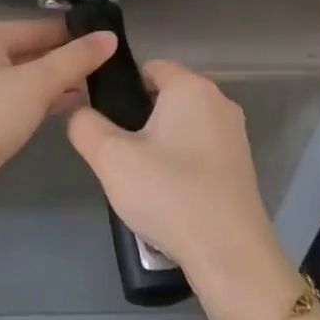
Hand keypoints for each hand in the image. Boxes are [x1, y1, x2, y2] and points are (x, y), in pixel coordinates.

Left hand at [0, 19, 118, 186]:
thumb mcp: (37, 83)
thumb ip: (75, 59)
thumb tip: (110, 37)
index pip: (38, 26)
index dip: (74, 35)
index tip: (109, 44)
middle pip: (30, 50)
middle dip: (66, 61)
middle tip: (106, 70)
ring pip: (23, 76)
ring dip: (55, 82)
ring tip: (95, 89)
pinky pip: (14, 97)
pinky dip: (38, 99)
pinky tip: (67, 107)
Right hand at [66, 59, 288, 297]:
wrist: (228, 253)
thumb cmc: (168, 193)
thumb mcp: (110, 158)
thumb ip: (85, 125)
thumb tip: (79, 111)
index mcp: (191, 87)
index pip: (149, 67)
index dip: (120, 87)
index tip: (101, 118)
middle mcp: (219, 101)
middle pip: (166, 96)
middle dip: (137, 117)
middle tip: (115, 153)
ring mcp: (235, 135)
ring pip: (182, 125)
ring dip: (158, 143)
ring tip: (137, 178)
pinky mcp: (240, 165)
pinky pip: (199, 150)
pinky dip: (180, 163)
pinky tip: (165, 194)